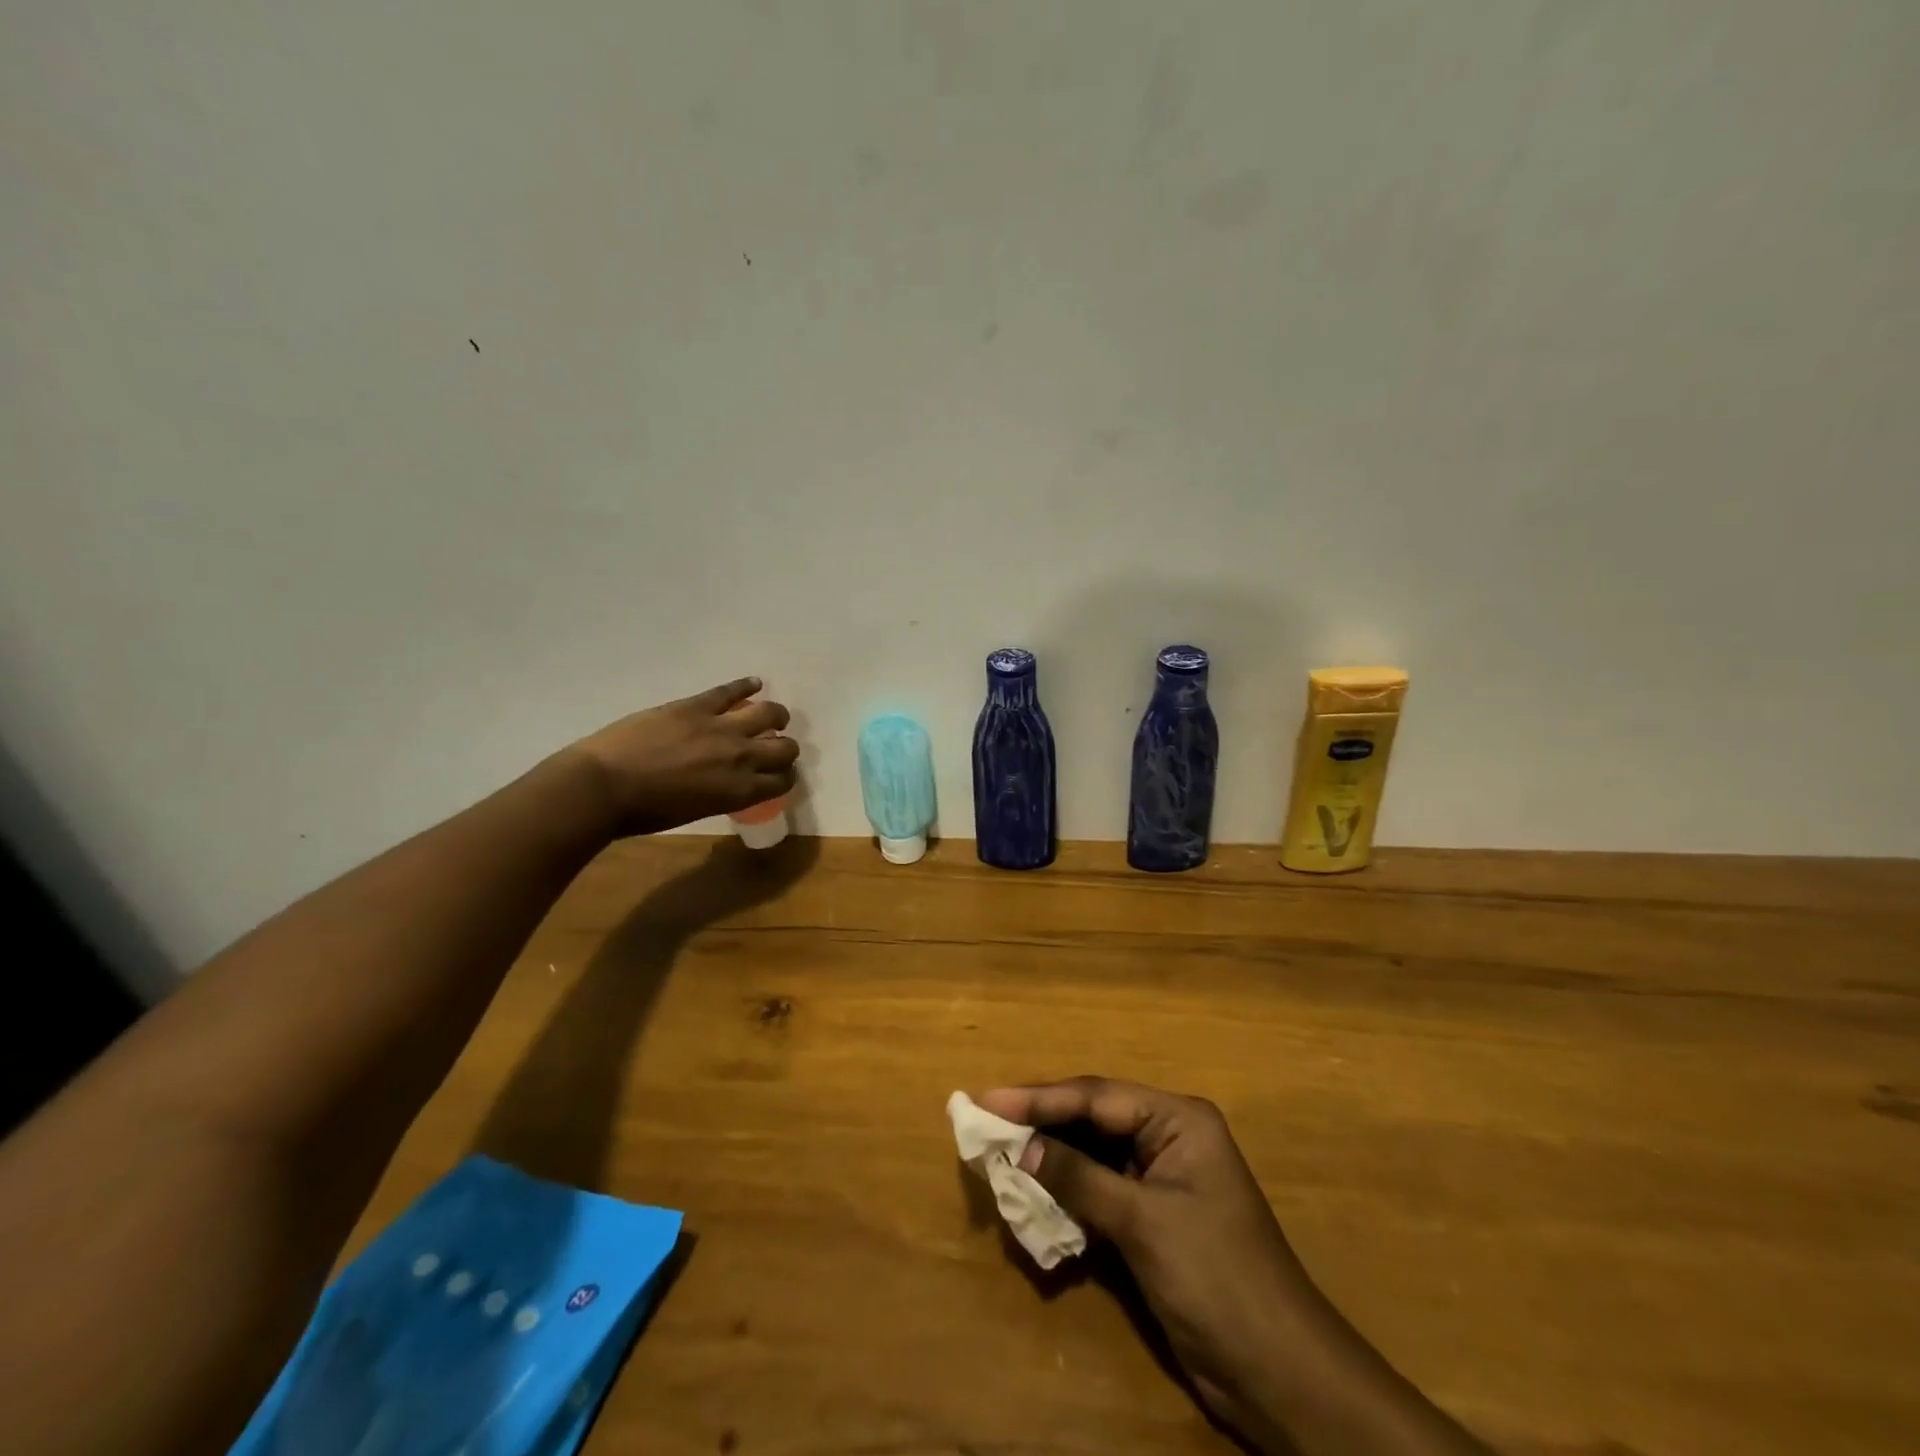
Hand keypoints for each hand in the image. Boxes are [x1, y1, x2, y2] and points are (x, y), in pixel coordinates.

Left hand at [568, 678, 797, 835]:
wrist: (604, 786)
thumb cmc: (645, 812)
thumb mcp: (696, 811)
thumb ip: (723, 794)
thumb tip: (730, 782)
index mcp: (740, 791)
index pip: (783, 780)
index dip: (784, 776)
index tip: (776, 774)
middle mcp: (741, 757)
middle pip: (785, 747)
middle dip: (785, 748)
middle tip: (773, 747)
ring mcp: (720, 727)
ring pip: (768, 713)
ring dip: (775, 715)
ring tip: (770, 716)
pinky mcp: (696, 705)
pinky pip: (730, 690)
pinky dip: (745, 685)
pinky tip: (754, 683)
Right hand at [977, 1079, 1487, 1455]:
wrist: (1280, 1376)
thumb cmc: (1217, 1280)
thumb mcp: (1144, 1223)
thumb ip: (1079, 1179)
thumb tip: (1021, 1146)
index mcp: (1178, 1119)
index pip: (1096, 1097)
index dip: (1039, 1098)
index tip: (987, 1098)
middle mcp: (1169, 1137)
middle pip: (1092, 1119)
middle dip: (1040, 1122)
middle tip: (985, 1120)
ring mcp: (1162, 1179)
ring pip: (1092, 1154)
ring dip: (1049, 1157)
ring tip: (998, 1153)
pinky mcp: (1153, 1219)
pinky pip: (1100, 1191)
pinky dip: (1067, 1193)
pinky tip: (1033, 1194)